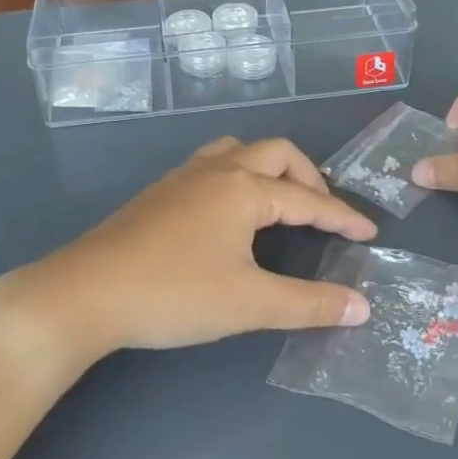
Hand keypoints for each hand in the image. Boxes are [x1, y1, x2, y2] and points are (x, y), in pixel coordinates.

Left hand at [1, 137, 376, 360]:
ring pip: (238, 151)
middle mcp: (218, 169)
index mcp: (245, 189)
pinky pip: (212, 165)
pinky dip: (237, 175)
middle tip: (323, 212)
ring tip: (280, 200)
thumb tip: (362, 307)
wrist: (87, 292)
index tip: (369, 233)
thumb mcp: (250, 304)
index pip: (308, 199)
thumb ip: (309, 304)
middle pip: (276, 154)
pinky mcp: (160, 191)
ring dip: (268, 168)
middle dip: (308, 178)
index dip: (342, 217)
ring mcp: (183, 176)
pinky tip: (229, 211)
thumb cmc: (175, 294)